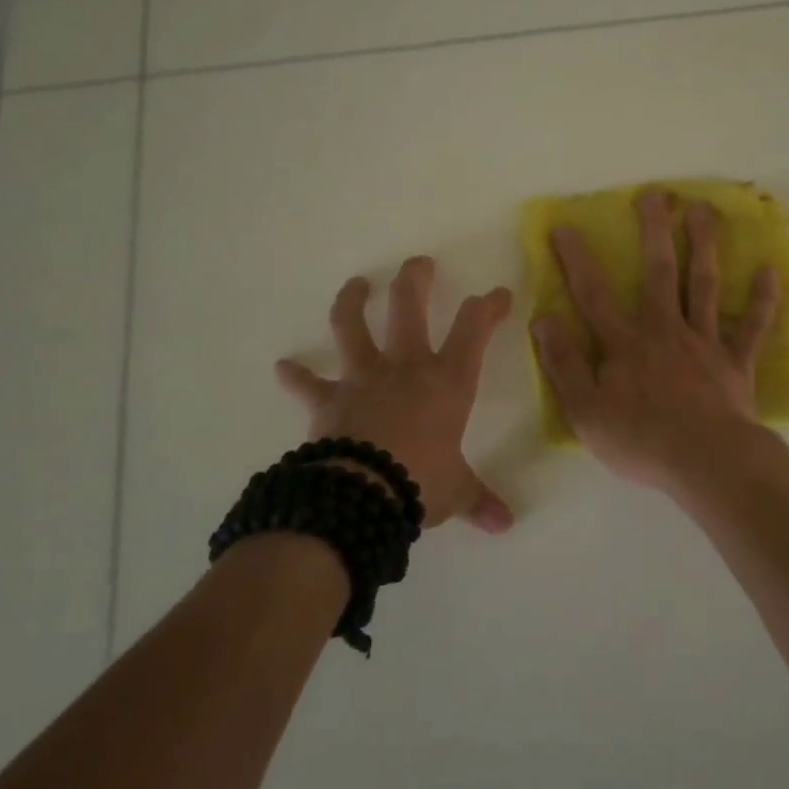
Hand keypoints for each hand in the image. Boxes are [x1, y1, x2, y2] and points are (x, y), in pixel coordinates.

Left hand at [276, 257, 514, 533]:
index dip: (488, 307)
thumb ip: (478, 500)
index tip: (498, 294)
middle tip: (418, 263)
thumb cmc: (421, 482)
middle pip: (409, 307)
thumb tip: (505, 524)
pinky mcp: (328, 400)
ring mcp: (363, 379)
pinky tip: (283, 367)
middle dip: (415, 279)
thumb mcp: (457, 491)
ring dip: (352, 301)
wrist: (362, 495)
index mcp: (447, 382)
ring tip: (356, 284)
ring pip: (353, 327)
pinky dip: (296, 376)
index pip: (474, 329)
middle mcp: (406, 368)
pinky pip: (308, 385)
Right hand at [530, 190, 779, 494]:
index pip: (594, 293)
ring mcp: (705, 343)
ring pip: (704, 285)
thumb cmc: (641, 441)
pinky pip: (751, 326)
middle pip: (659, 272)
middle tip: (655, 194)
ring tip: (704, 210)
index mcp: (626, 343)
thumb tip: (544, 319)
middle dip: (655, 230)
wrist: (706, 463)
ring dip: (704, 245)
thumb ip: (564, 364)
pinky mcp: (736, 362)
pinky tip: (769, 269)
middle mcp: (665, 330)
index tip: (566, 226)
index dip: (577, 259)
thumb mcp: (585, 411)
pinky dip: (762, 299)